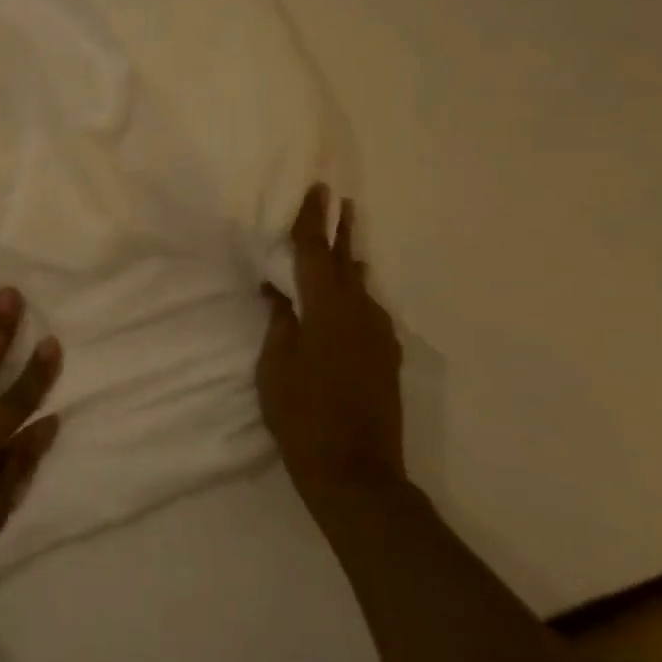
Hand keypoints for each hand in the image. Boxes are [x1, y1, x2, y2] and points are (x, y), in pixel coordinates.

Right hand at [257, 184, 404, 503]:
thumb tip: (280, 291)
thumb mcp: (275, 366)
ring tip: (344, 240)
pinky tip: (348, 295)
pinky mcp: (385, 358)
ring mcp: (378, 337)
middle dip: (340, 230)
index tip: (315, 190)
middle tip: (338, 199)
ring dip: (349, 261)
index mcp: (328, 312)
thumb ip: (280, 322)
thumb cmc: (302, 416)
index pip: (316, 254)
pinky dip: (353, 293)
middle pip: (347, 263)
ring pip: (360, 287)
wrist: (355, 472)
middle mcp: (361, 315)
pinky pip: (367, 311)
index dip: (313, 221)